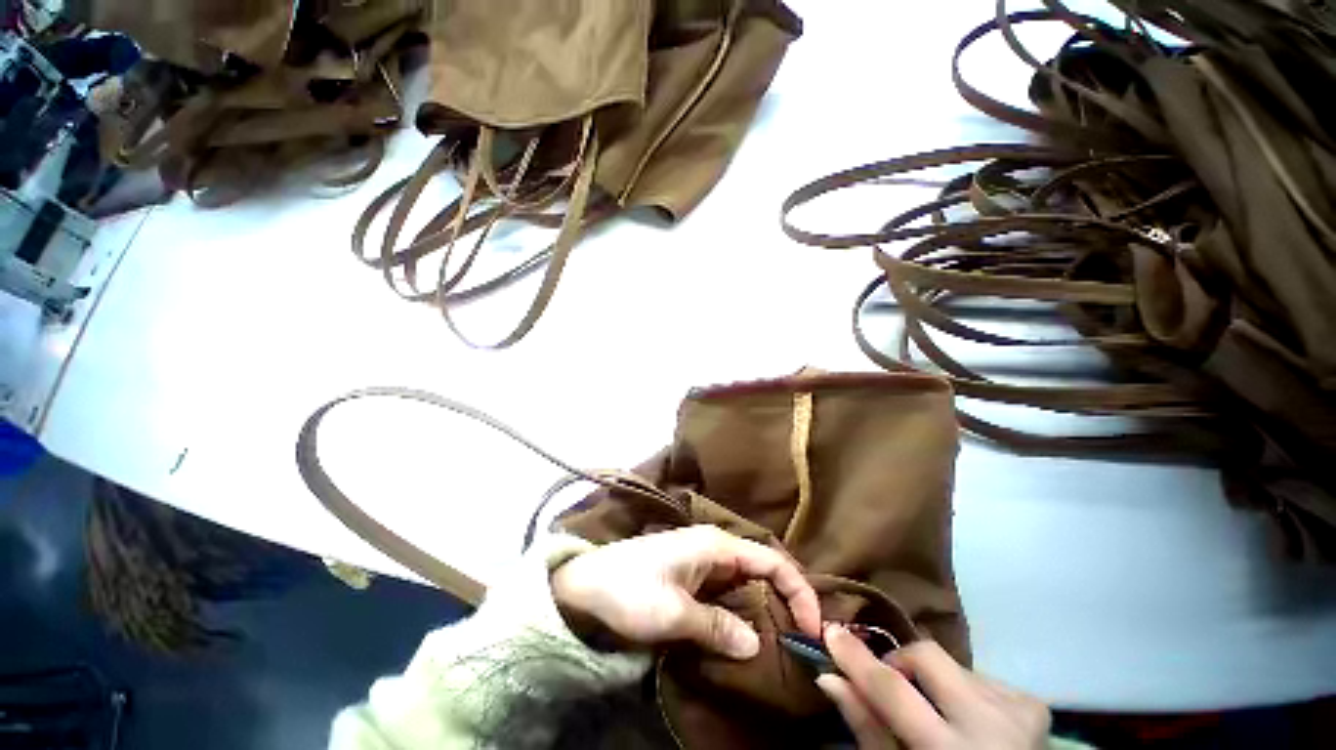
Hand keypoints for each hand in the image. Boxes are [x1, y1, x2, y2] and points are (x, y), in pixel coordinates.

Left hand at [551, 526, 821, 658]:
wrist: (571, 593)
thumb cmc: (625, 594)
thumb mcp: (673, 614)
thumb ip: (718, 628)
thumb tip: (754, 646)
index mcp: (716, 546)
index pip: (774, 563)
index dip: (799, 592)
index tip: (811, 625)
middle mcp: (712, 552)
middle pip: (763, 574)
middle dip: (784, 603)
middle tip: (800, 638)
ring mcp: (697, 569)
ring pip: (744, 589)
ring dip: (762, 614)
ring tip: (778, 643)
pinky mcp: (684, 587)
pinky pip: (723, 601)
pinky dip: (738, 619)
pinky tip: (743, 639)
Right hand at [816, 626, 1049, 749]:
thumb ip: (868, 729)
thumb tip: (833, 681)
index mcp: (943, 748)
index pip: (893, 691)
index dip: (860, 661)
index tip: (834, 634)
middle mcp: (986, 718)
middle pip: (932, 658)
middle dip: (901, 661)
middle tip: (886, 682)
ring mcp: (1017, 706)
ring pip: (961, 671)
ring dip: (939, 688)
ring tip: (938, 720)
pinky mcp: (1035, 702)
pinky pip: (990, 683)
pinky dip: (970, 697)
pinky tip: (971, 724)